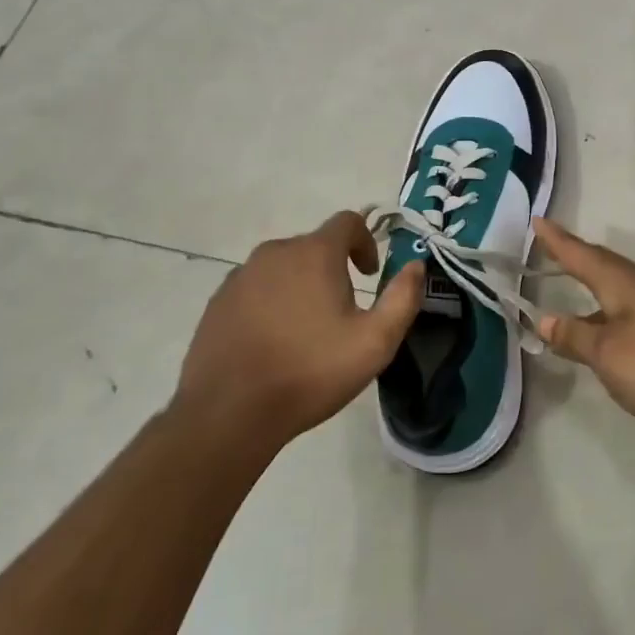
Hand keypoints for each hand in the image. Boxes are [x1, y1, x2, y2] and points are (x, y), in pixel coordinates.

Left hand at [174, 212, 422, 456]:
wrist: (230, 412)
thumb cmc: (310, 372)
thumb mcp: (375, 342)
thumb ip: (403, 298)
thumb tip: (417, 265)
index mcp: (314, 253)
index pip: (348, 221)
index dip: (366, 241)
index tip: (370, 274)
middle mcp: (275, 252)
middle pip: (314, 246)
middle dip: (334, 268)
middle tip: (343, 312)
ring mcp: (241, 275)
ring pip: (283, 267)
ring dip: (301, 285)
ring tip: (307, 330)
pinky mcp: (218, 301)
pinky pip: (255, 288)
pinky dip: (271, 302)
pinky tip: (273, 341)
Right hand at [533, 218, 634, 444]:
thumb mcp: (611, 356)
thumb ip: (576, 337)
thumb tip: (545, 319)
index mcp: (625, 284)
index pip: (582, 255)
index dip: (557, 240)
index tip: (536, 220)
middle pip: (603, 267)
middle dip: (574, 259)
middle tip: (548, 250)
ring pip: (621, 290)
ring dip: (593, 289)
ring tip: (569, 294)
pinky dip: (612, 313)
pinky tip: (610, 336)